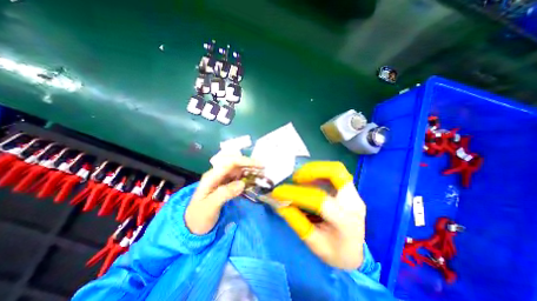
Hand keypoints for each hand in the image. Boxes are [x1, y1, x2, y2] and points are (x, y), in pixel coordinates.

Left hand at [184, 156, 262, 235]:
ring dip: (249, 169)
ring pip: (238, 168)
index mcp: (211, 176)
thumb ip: (225, 193)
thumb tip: (242, 183)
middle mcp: (217, 174)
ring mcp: (222, 179)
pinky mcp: (226, 184)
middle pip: (235, 163)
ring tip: (261, 173)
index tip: (259, 165)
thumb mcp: (210, 207)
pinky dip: (247, 176)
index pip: (230, 162)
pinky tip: (254, 178)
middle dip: (249, 163)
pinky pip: (238, 176)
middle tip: (263, 168)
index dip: (245, 161)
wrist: (192, 226)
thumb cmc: (199, 217)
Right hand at [270, 162, 367, 269]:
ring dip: (315, 169)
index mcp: (344, 220)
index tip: (278, 192)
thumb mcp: (314, 243)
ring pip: (336, 169)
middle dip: (312, 170)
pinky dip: (319, 173)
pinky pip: (334, 174)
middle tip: (295, 177)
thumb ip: (297, 222)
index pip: (318, 199)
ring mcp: (353, 194)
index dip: (295, 193)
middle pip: (335, 172)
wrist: (354, 254)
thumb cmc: (335, 252)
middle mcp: (352, 202)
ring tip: (299, 177)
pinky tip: (308, 180)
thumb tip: (281, 204)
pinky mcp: (349, 191)